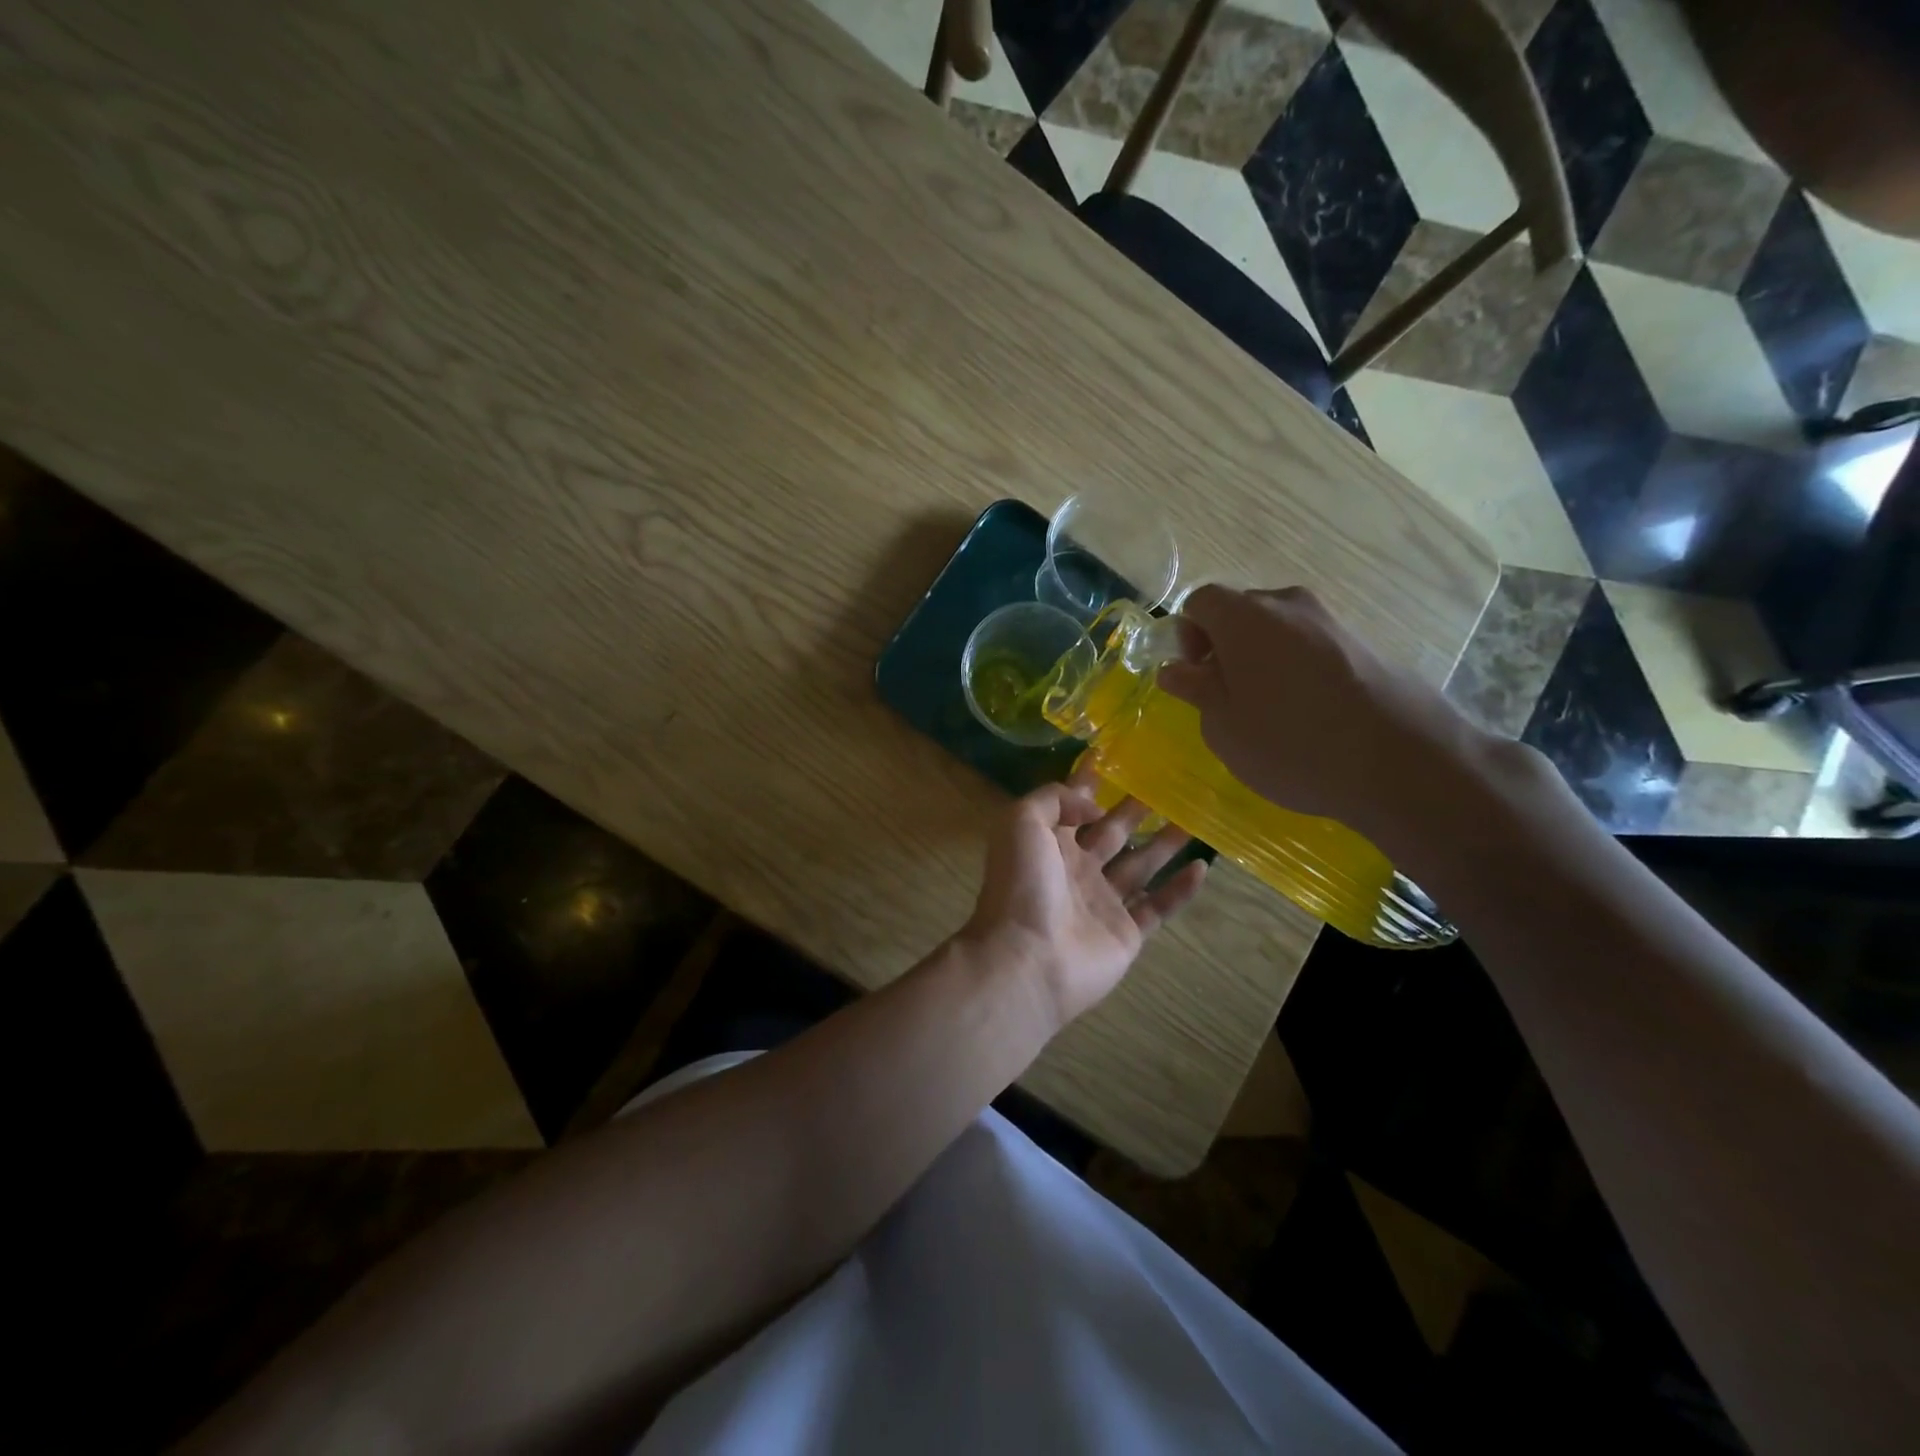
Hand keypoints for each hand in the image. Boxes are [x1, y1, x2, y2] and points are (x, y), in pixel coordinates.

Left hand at [962, 767, 1206, 1029]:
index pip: (1073, 804)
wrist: (1028, 958)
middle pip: (1113, 832)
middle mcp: (1076, 869)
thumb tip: (1094, 805)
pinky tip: (1202, 867)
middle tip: (1169, 785)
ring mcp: (1102, 903)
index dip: (1091, 781)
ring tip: (1194, 817)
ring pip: (1141, 865)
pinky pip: (1158, 906)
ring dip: (1165, 842)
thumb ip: (1055, 798)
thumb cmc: (1021, 884)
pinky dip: (1179, 889)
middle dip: (1136, 809)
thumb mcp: (1021, 821)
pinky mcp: (1126, 933)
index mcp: (1049, 843)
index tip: (1117, 756)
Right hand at [1157, 585, 1488, 843]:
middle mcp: (1288, 604)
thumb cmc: (1290, 742)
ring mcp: (1331, 621)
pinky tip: (1306, 713)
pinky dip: (1295, 668)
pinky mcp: (1362, 644)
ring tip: (1268, 710)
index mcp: (1244, 616)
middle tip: (1226, 697)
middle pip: (1240, 612)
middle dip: (1224, 647)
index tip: (1196, 676)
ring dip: (1260, 659)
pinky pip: (1310, 646)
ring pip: (1277, 630)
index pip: (1199, 601)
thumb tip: (1175, 669)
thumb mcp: (1223, 725)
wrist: (1402, 762)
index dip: (1187, 636)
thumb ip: (1195, 689)